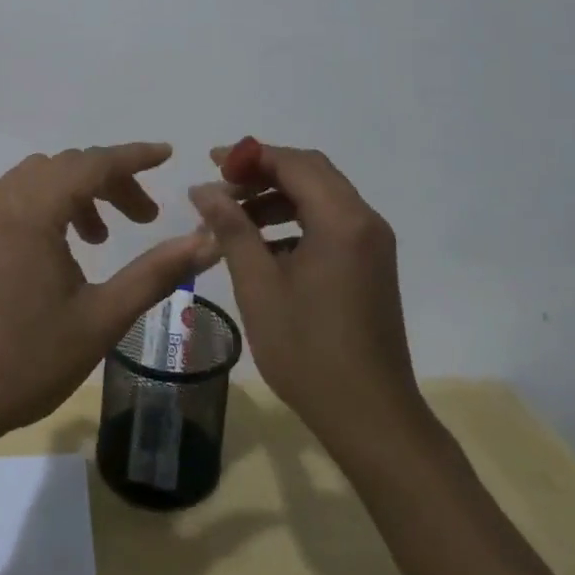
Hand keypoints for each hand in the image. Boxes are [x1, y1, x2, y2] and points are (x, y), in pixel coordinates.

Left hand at [0, 142, 212, 459]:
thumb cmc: (26, 361)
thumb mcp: (101, 319)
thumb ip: (156, 273)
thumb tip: (208, 240)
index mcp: (34, 209)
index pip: (94, 163)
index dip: (134, 157)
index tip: (166, 155)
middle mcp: (0, 197)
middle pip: (65, 168)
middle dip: (109, 184)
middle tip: (141, 218)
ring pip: (29, 177)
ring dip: (68, 192)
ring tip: (94, 236)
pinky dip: (11, 195)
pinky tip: (22, 224)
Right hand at [189, 142, 423, 442]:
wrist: (371, 417)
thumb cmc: (308, 350)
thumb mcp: (259, 286)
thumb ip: (232, 229)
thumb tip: (203, 189)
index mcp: (341, 220)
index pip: (293, 163)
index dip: (249, 157)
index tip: (210, 164)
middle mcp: (364, 221)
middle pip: (310, 172)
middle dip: (262, 173)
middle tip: (220, 190)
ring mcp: (372, 243)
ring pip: (319, 196)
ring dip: (276, 197)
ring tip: (233, 218)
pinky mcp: (370, 264)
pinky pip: (329, 222)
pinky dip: (294, 220)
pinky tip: (262, 246)